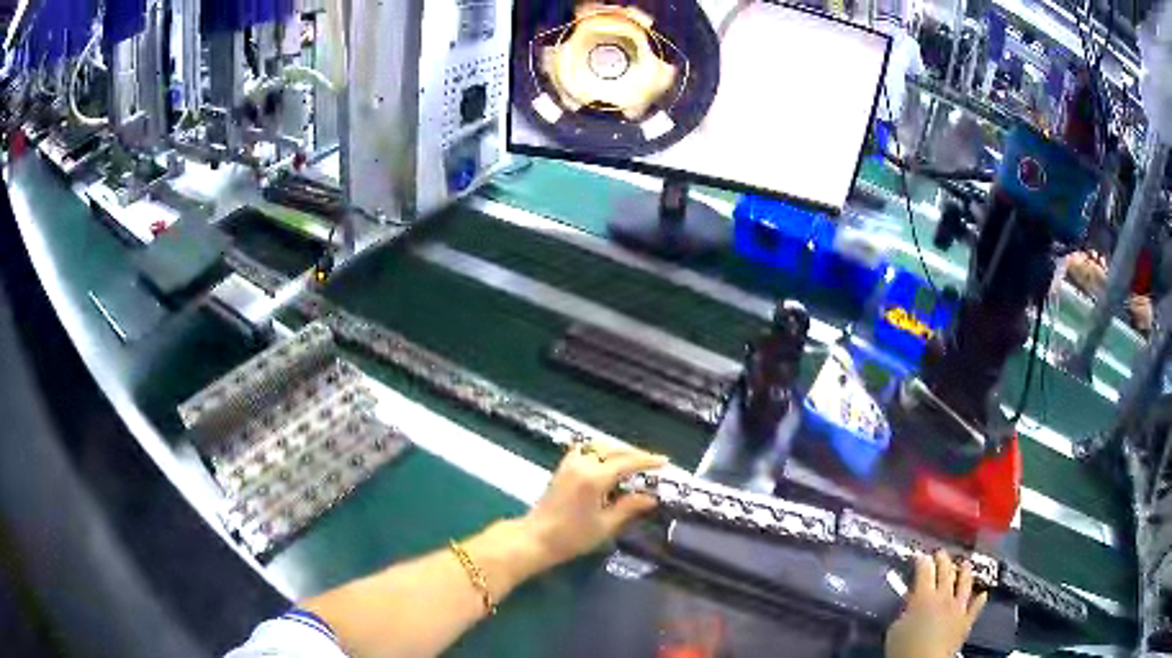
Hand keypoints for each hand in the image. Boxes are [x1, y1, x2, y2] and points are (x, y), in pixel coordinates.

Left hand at [518, 442, 667, 572]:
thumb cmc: (572, 537)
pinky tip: (608, 462)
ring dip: (618, 450)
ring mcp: (570, 464)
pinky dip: (601, 451)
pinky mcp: (562, 468)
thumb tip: (651, 497)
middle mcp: (582, 464)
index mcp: (594, 478)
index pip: (627, 462)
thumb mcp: (605, 525)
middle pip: (614, 450)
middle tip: (653, 462)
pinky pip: (586, 450)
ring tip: (633, 461)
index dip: (647, 461)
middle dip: (634, 454)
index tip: (665, 461)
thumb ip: (629, 507)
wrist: (536, 538)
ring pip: (599, 446)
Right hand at [885, 551, 988, 657]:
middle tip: (940, 553)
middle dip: (943, 560)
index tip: (920, 556)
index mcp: (924, 596)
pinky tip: (983, 593)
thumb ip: (905, 611)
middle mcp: (944, 596)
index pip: (924, 570)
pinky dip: (980, 599)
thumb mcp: (895, 629)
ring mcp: (959, 607)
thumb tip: (911, 603)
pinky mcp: (967, 621)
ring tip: (964, 563)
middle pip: (946, 571)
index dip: (922, 561)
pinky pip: (977, 606)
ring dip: (964, 572)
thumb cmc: (904, 648)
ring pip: (965, 583)